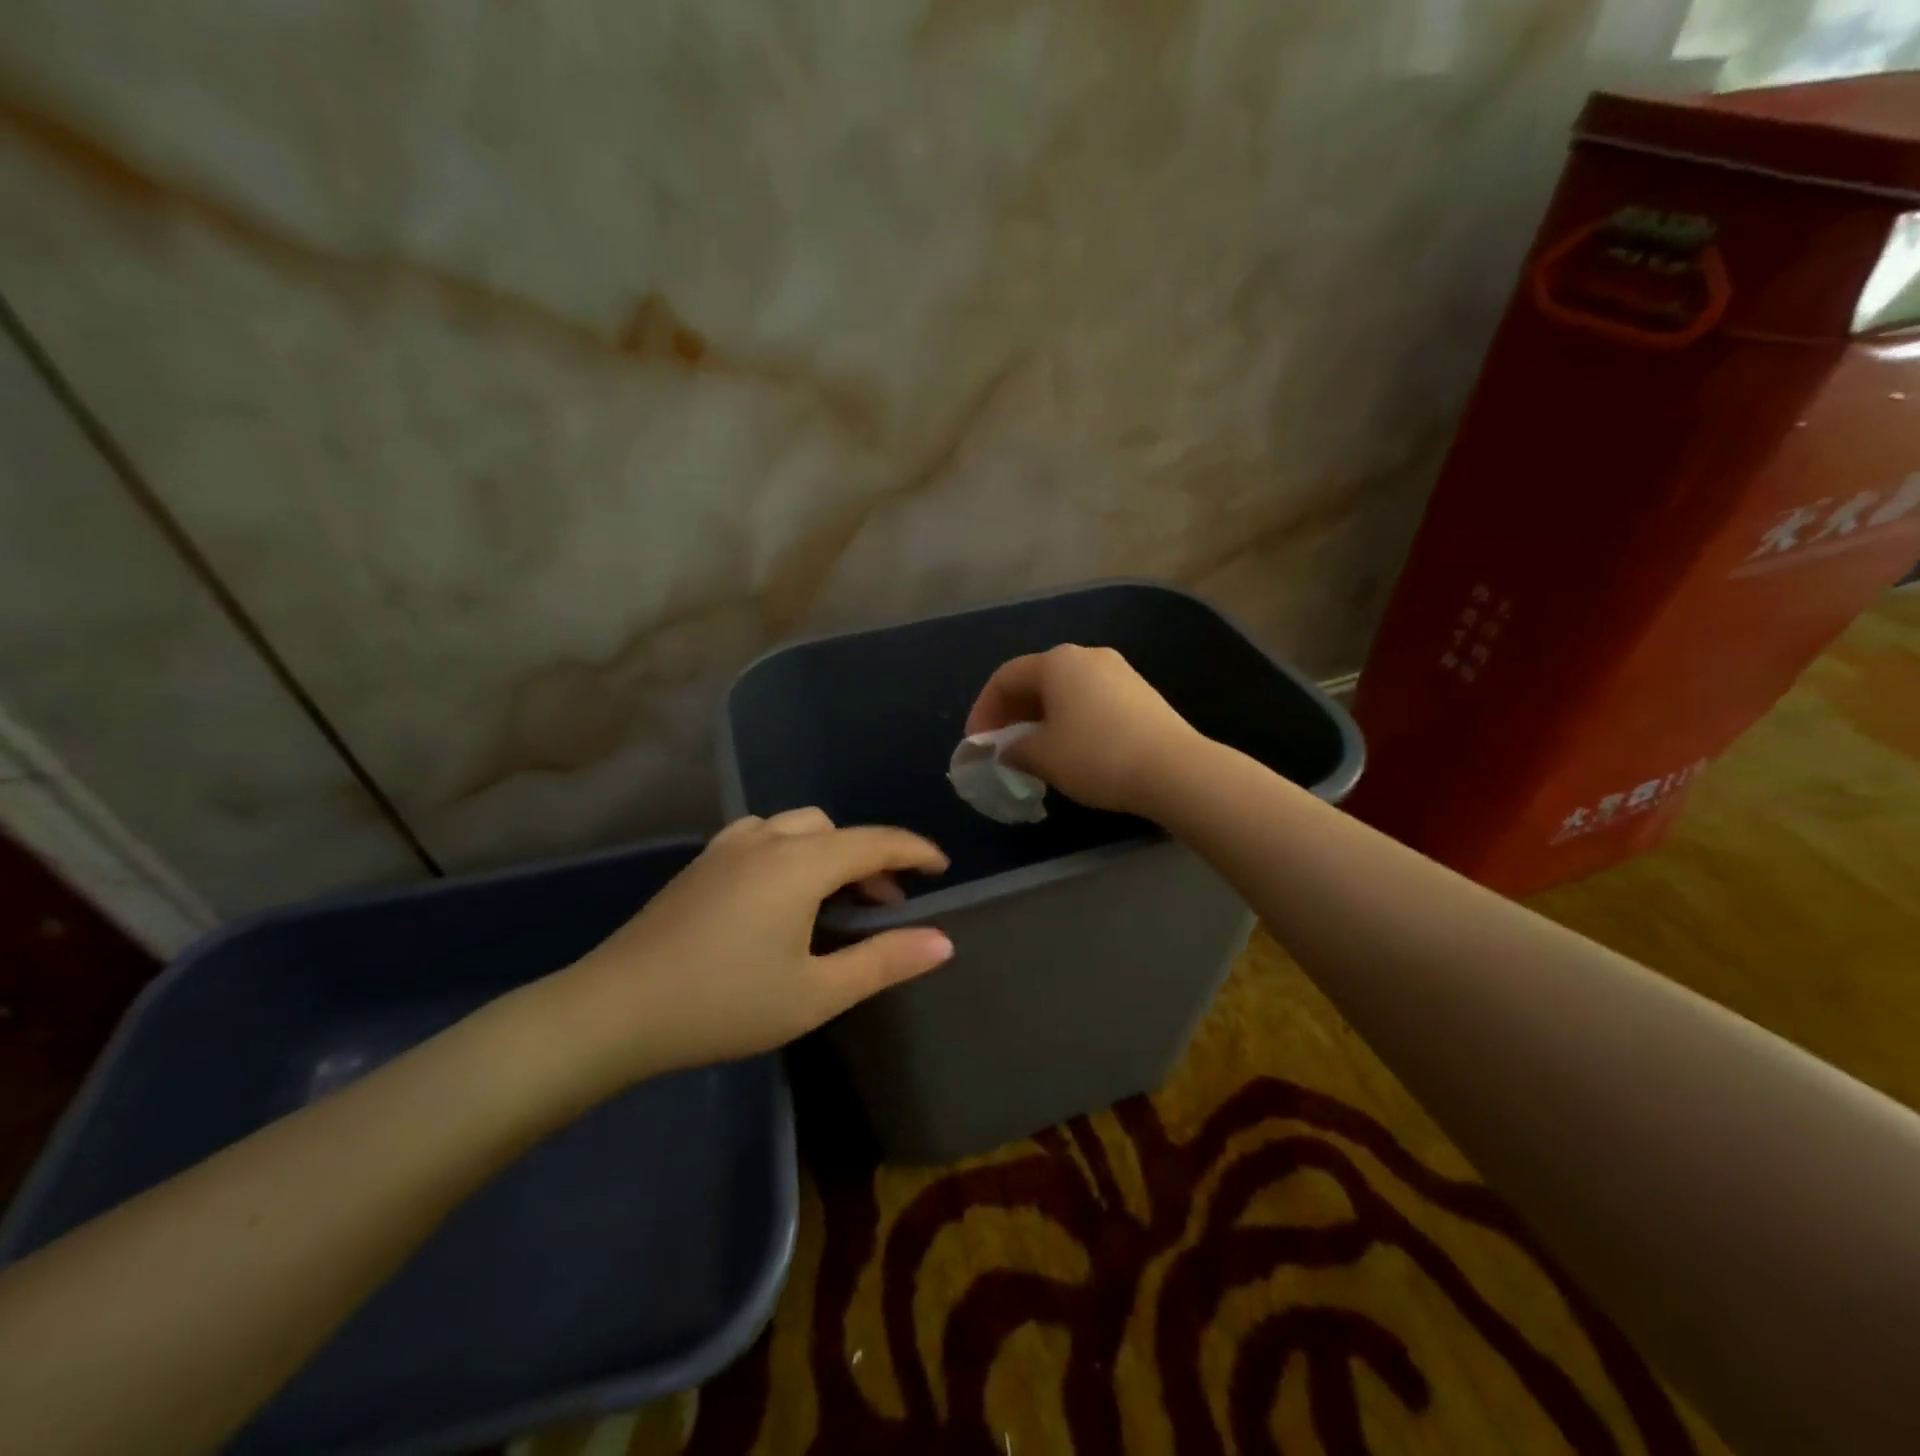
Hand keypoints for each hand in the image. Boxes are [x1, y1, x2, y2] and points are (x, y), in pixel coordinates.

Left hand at [551, 810, 951, 1084]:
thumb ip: (884, 962)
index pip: (875, 842)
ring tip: (837, 899)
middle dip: (871, 859)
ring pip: (799, 828)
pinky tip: (783, 892)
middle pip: (837, 831)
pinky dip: (793, 851)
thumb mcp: (815, 993)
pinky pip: (765, 836)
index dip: (914, 851)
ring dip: (831, 852)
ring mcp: (728, 846)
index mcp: (800, 863)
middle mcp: (767, 839)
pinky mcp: (702, 862)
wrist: (615, 1009)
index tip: (942, 867)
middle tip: (886, 906)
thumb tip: (943, 941)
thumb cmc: (724, 1004)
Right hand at [965, 645, 1202, 815]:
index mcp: (1057, 662)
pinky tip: (1071, 749)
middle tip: (1001, 747)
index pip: (1005, 677)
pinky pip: (1090, 700)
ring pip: (1065, 691)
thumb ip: (1014, 749)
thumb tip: (1007, 750)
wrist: (1174, 769)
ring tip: (1034, 751)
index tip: (978, 743)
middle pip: (1036, 679)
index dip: (984, 710)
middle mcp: (1087, 656)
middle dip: (1012, 713)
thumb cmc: (1096, 756)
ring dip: (1041, 718)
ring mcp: (1119, 672)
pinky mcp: (1140, 693)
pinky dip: (1070, 720)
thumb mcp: (1043, 757)